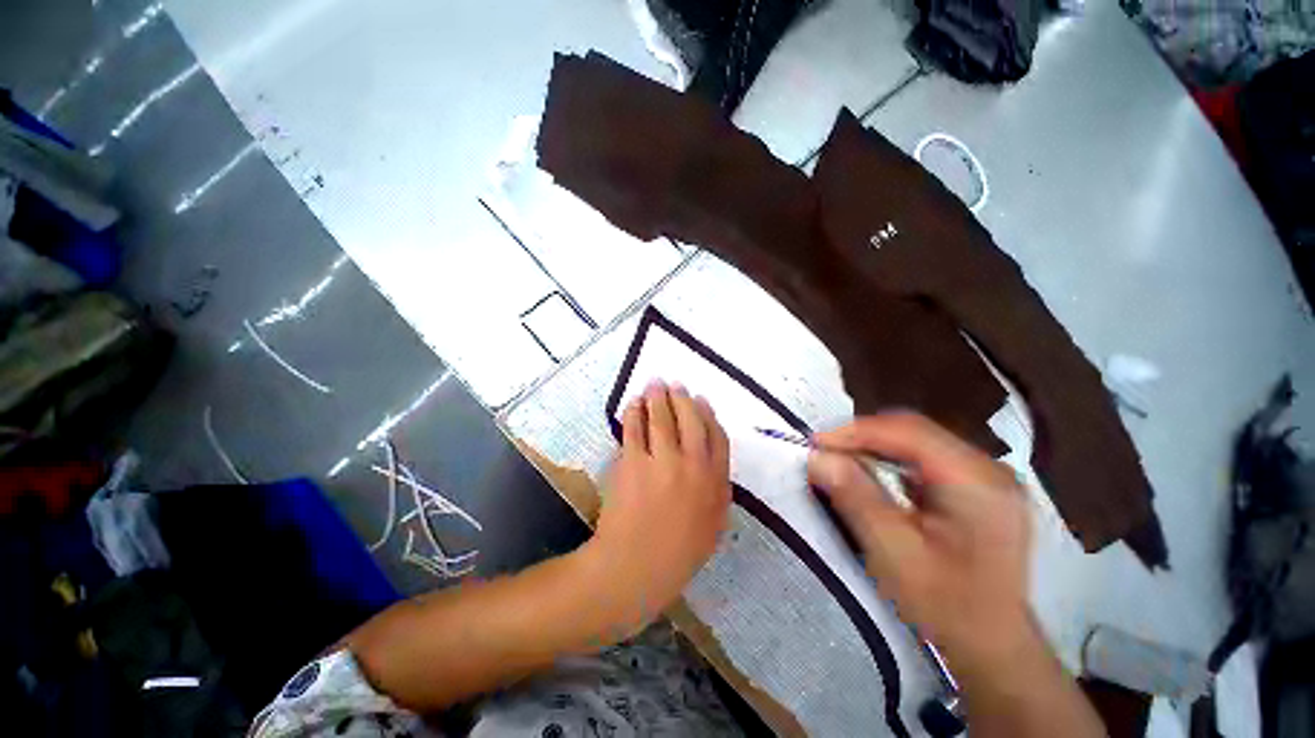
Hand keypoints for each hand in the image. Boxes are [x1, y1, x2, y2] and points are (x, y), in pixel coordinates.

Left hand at [584, 381, 731, 638]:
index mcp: (715, 483)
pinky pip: (635, 428)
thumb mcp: (712, 528)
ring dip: (658, 396)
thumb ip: (718, 492)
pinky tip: (634, 403)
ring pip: (662, 418)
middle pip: (691, 420)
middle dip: (683, 398)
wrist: (634, 569)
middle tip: (675, 384)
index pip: (717, 437)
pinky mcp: (633, 462)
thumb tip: (712, 463)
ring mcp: (662, 461)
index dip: (709, 415)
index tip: (702, 401)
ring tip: (655, 383)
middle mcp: (693, 465)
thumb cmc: (676, 555)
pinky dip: (635, 411)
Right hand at [807, 412, 1031, 677]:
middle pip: (914, 431)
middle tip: (825, 452)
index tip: (816, 444)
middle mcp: (988, 468)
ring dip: (874, 446)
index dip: (856, 432)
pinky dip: (890, 459)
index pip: (909, 432)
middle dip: (863, 437)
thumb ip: (856, 499)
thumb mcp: (895, 554)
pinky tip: (872, 474)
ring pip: (917, 441)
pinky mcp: (977, 486)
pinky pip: (924, 457)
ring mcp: (986, 476)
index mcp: (977, 482)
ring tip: (841, 460)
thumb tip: (817, 457)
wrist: (994, 645)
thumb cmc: (947, 606)